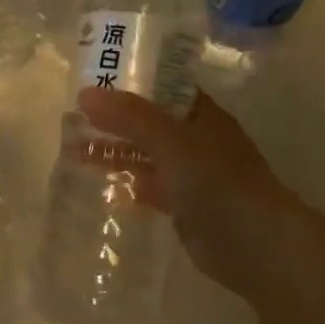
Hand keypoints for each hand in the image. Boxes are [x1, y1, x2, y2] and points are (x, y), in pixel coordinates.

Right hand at [79, 87, 296, 306]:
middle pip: (148, 123)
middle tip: (71, 118)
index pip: (162, 87)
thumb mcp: (172, 142)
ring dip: (115, 152)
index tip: (92, 80)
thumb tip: (84, 94)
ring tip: (73, 151)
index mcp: (200, 115)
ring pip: (145, 155)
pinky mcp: (183, 205)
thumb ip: (130, 118)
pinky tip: (103, 185)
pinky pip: (149, 187)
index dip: (130, 81)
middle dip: (113, 121)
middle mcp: (195, 140)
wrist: (254, 243)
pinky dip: (128, 184)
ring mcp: (190, 174)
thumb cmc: (217, 182)